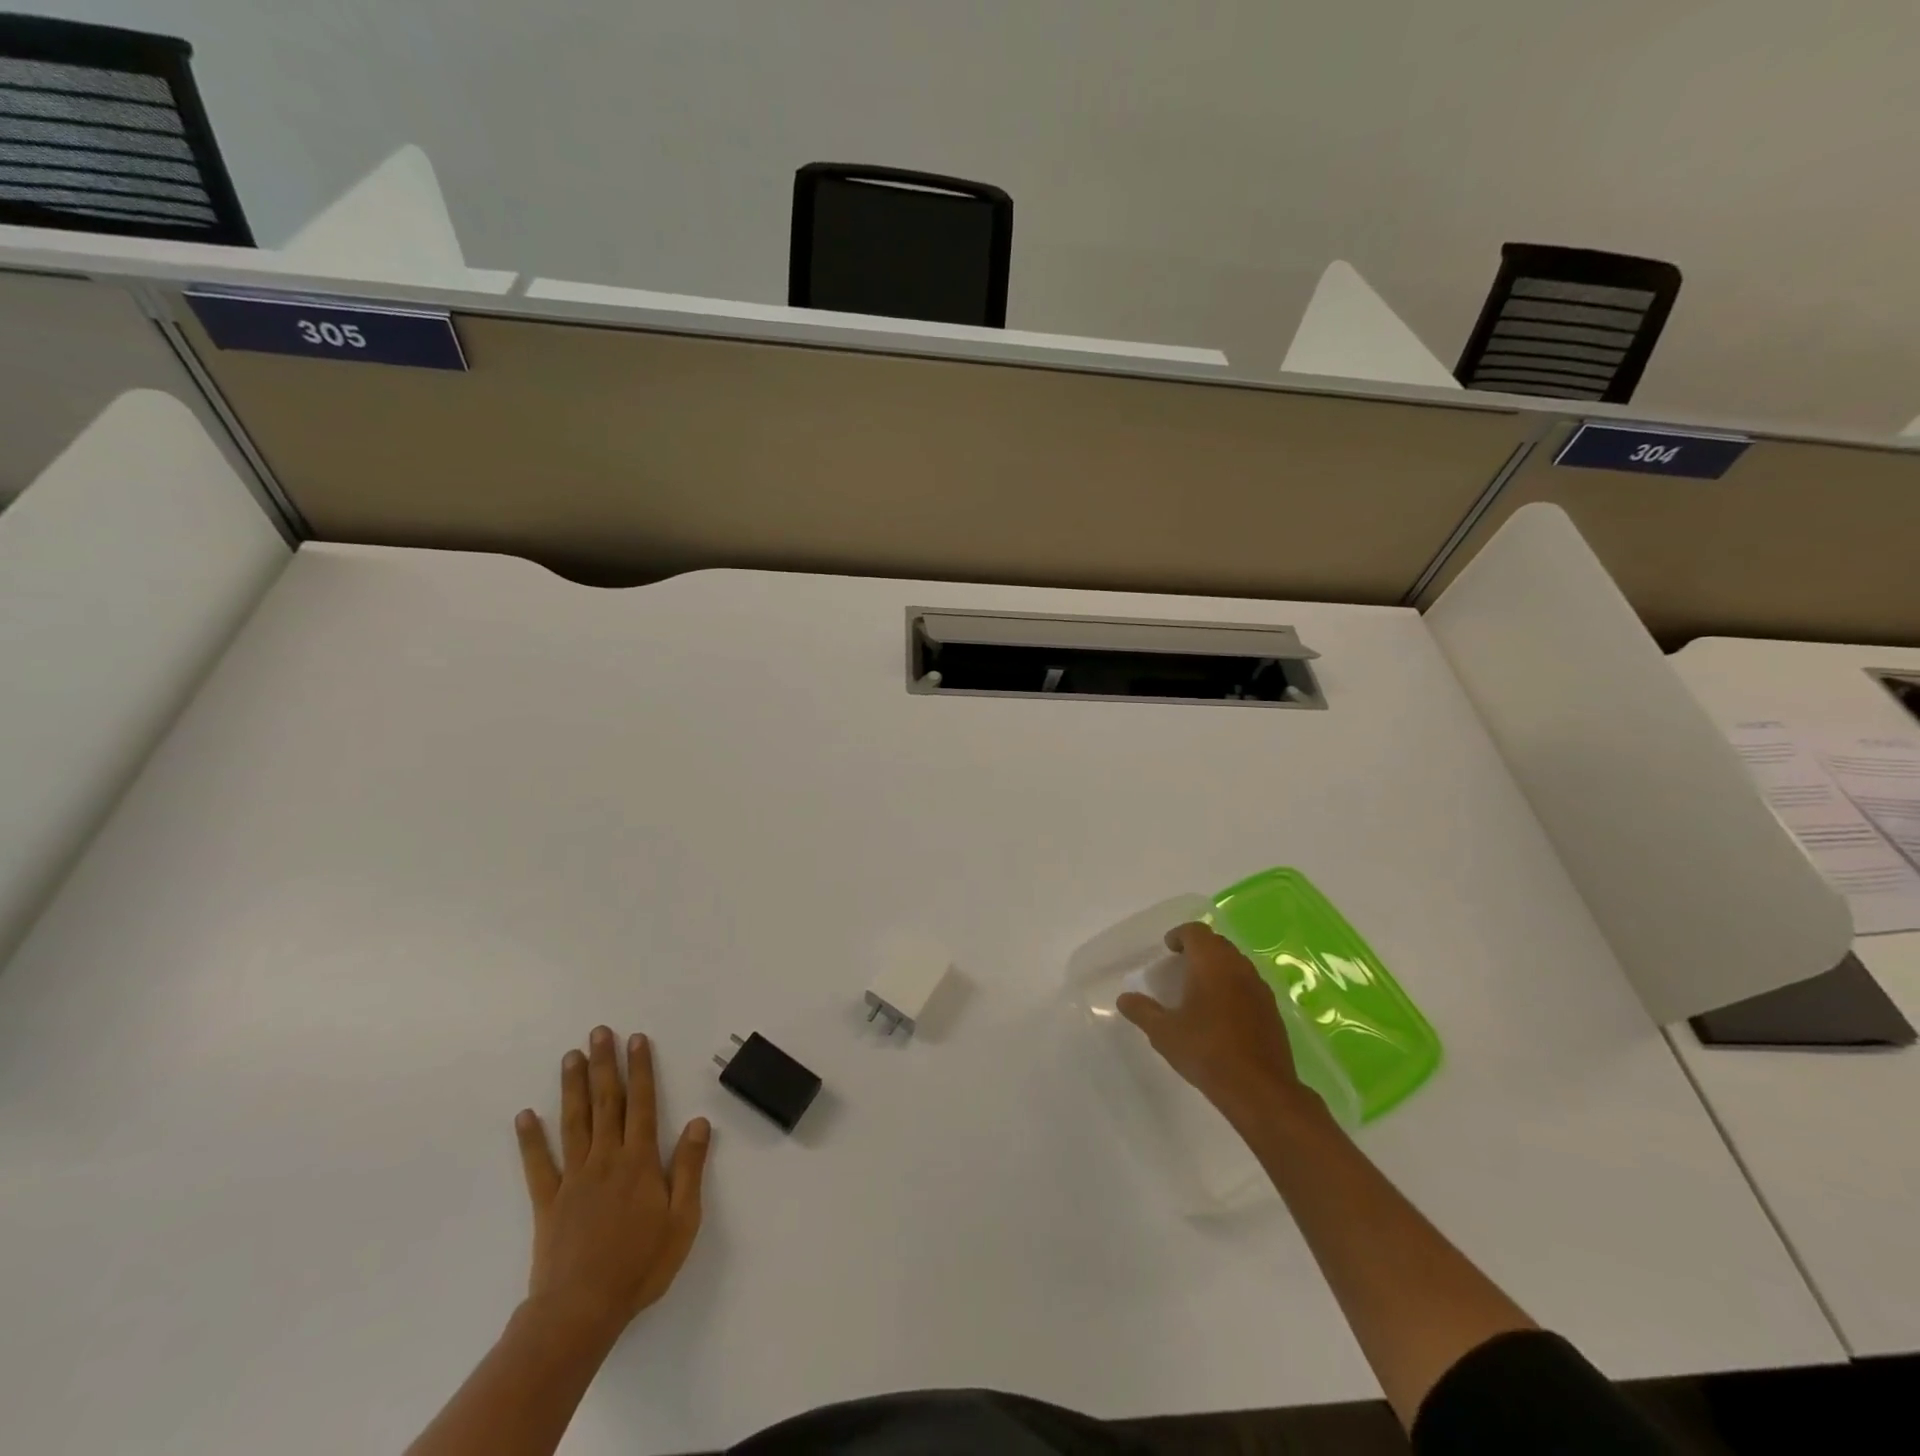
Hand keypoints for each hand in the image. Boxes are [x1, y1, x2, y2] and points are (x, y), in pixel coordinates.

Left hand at [514, 1027, 710, 1341]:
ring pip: (574, 1122)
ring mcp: (574, 1178)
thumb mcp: (683, 1219)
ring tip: (570, 1056)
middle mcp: (606, 1159)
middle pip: (607, 1103)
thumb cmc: (640, 1265)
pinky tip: (525, 1116)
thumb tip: (699, 1122)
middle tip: (599, 1032)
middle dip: (604, 1065)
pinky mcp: (549, 1202)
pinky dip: (531, 1139)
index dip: (641, 1070)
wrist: (580, 1311)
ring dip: (572, 1087)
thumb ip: (690, 1167)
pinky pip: (538, 1165)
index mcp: (640, 1161)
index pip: (643, 1104)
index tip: (637, 1040)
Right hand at [1117, 923, 1316, 1123]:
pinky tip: (1222, 1014)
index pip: (1196, 932)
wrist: (1259, 1090)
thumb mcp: (1164, 1033)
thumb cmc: (1206, 1052)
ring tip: (1199, 989)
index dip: (1179, 935)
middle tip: (1180, 966)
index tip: (1168, 949)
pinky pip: (1249, 985)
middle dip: (1198, 949)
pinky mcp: (1273, 1011)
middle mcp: (1239, 967)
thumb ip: (1142, 1011)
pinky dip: (1233, 987)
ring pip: (1236, 963)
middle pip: (1218, 944)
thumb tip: (1124, 999)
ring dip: (1217, 967)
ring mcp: (1260, 989)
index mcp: (1211, 964)